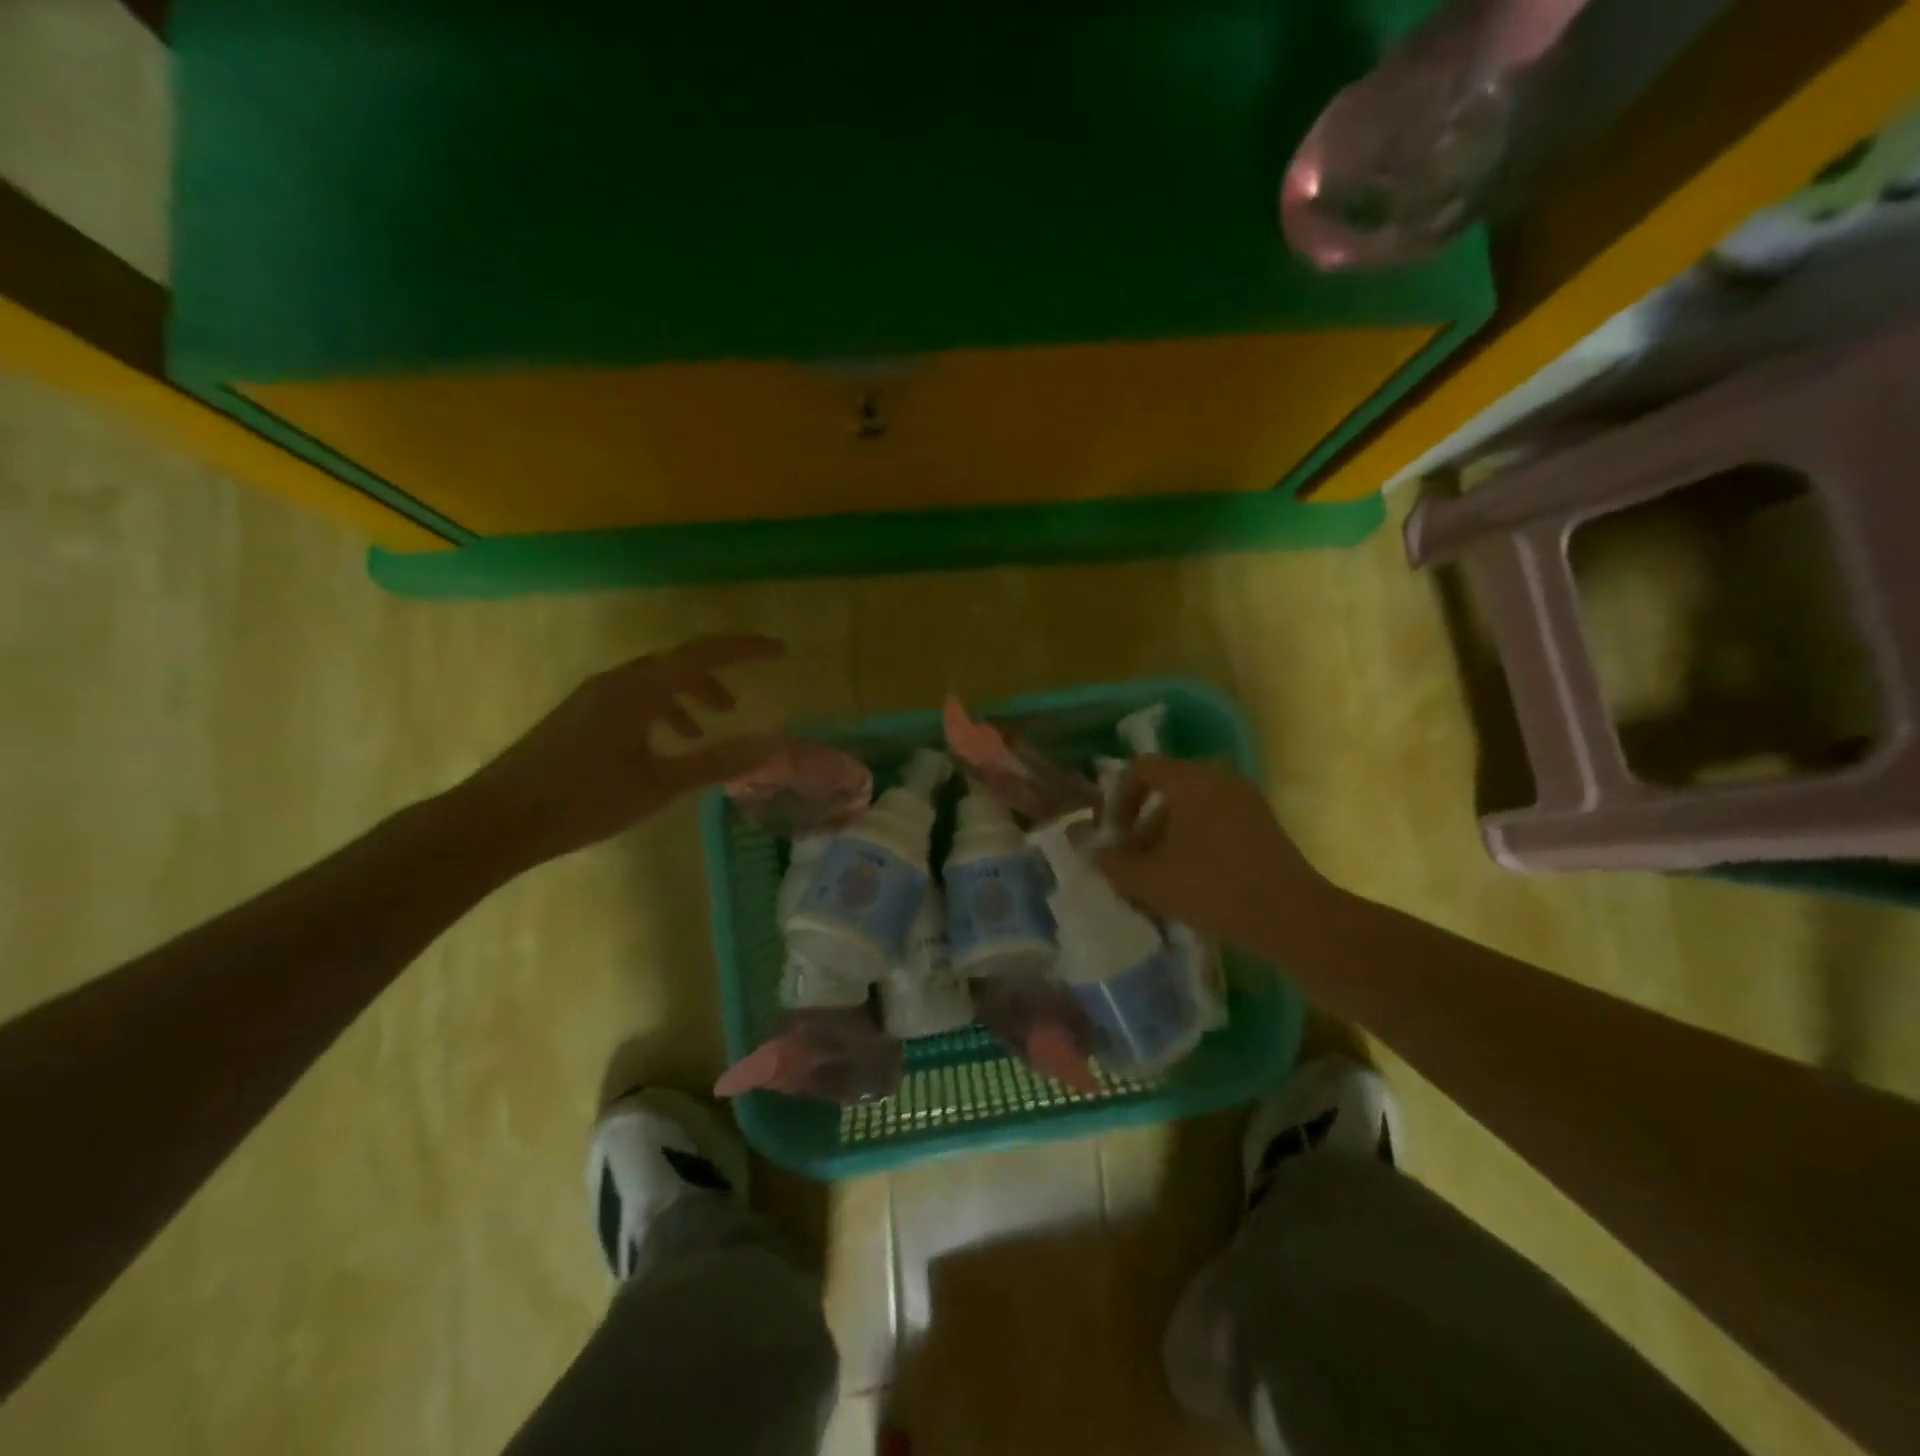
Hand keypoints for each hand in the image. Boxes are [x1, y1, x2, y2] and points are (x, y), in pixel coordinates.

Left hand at [459, 635, 786, 864]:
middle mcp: (617, 681)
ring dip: (687, 696)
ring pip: (654, 682)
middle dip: (716, 677)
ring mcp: (594, 697)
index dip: (745, 649)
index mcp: (639, 689)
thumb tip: (770, 744)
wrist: (498, 819)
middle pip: (678, 663)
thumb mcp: (660, 785)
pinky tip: (664, 746)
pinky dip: (661, 711)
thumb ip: (717, 761)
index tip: (781, 652)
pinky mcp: (580, 715)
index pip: (704, 654)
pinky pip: (634, 698)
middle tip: (741, 705)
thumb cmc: (584, 799)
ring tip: (707, 729)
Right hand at [1097, 756, 1337, 954]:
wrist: (1292, 917)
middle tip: (1136, 857)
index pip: (1143, 768)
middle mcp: (1220, 778)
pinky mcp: (1264, 822)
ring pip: (1194, 805)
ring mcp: (1247, 799)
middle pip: (1169, 787)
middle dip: (1144, 821)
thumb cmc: (1212, 889)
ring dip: (1170, 832)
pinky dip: (1197, 837)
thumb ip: (1113, 863)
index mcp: (1191, 781)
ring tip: (1163, 874)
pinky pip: (1218, 817)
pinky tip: (1196, 877)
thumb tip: (1098, 852)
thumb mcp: (1149, 881)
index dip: (1120, 797)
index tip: (1116, 833)